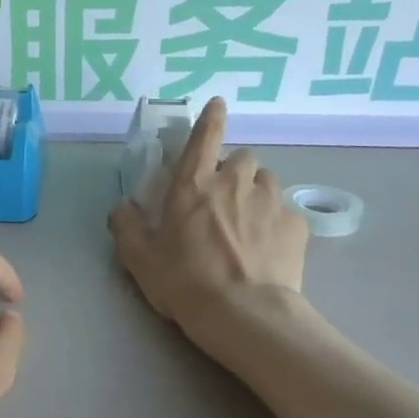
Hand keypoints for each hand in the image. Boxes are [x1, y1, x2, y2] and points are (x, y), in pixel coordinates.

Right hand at [109, 98, 307, 327]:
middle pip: (242, 158)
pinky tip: (269, 249)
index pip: (205, 136)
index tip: (218, 104)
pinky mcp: (296, 226)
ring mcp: (270, 201)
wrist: (243, 314)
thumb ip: (127, 226)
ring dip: (256, 193)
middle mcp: (234, 182)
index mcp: (193, 184)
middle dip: (233, 171)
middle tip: (223, 199)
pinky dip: (277, 223)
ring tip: (249, 224)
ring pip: (267, 182)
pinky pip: (286, 213)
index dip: (211, 117)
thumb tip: (122, 205)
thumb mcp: (140, 258)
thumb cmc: (184, 281)